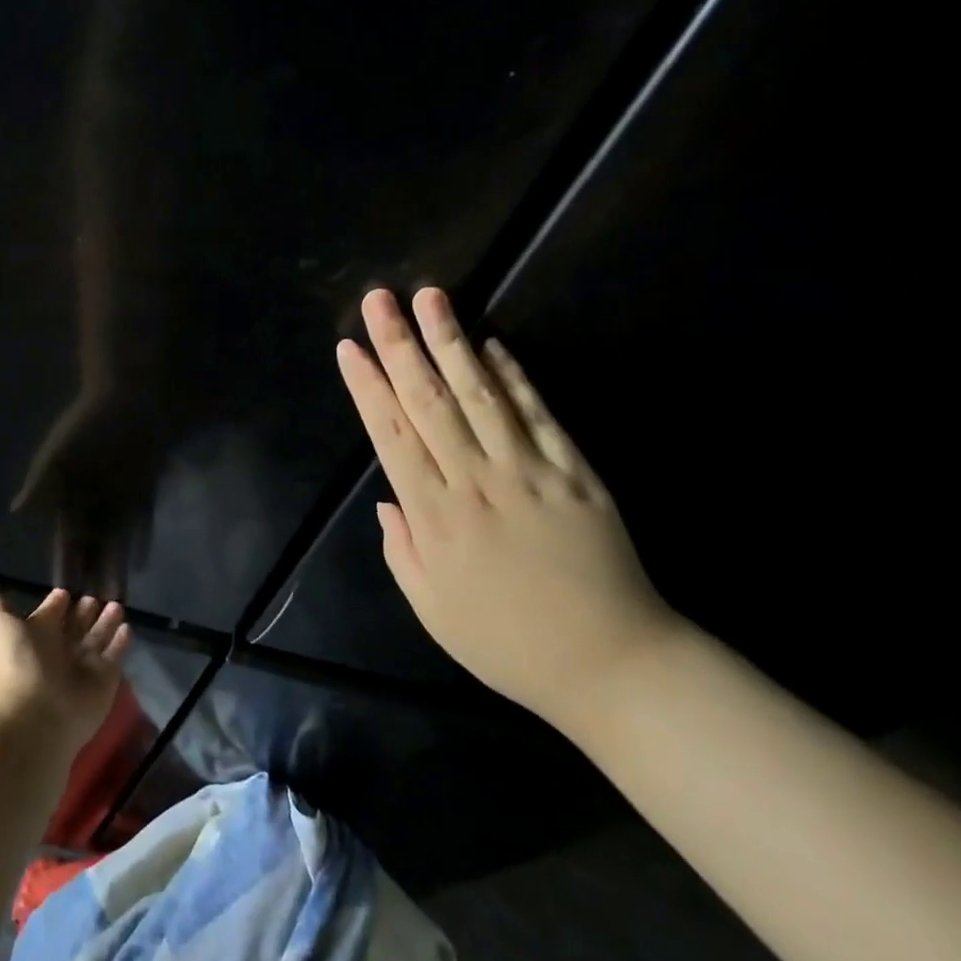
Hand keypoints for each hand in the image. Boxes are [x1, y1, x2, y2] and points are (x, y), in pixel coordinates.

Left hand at [0, 588, 130, 753]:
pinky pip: (115, 656)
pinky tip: (127, 627)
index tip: (66, 591)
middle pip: (75, 627)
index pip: (48, 616)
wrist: (37, 714)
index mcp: (34, 638)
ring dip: (106, 622)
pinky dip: (121, 642)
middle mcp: (58, 653)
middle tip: (95, 596)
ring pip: (97, 639)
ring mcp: (83, 668)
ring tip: (116, 605)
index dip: (56, 603)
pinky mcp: (105, 680)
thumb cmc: (17, 664)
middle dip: (84, 612)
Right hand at [335, 287, 684, 732]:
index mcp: (436, 518)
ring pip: (481, 395)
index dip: (368, 388)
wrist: (610, 662)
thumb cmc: (507, 642)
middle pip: (430, 402)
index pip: (392, 436)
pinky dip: (514, 376)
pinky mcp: (575, 471)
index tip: (350, 348)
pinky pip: (539, 414)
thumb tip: (386, 501)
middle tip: (380, 300)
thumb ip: (402, 550)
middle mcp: (477, 482)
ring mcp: (530, 471)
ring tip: (431, 298)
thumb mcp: (432, 609)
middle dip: (401, 346)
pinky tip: (492, 345)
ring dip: (451, 343)